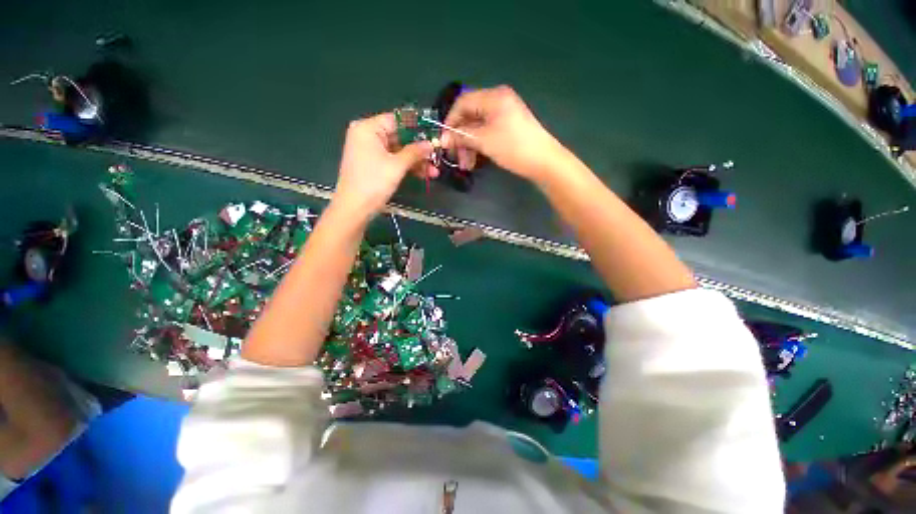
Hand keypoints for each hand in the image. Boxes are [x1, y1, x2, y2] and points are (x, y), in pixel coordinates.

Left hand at [333, 112, 435, 216]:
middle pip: (399, 137)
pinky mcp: (375, 166)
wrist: (355, 208)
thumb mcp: (397, 166)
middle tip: (437, 155)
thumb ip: (415, 152)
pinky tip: (425, 175)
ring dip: (417, 161)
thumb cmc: (373, 182)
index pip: (396, 120)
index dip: (417, 126)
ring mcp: (371, 152)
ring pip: (399, 152)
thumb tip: (431, 143)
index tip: (434, 132)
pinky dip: (408, 168)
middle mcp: (368, 136)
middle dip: (419, 149)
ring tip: (434, 171)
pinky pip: (394, 162)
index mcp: (368, 128)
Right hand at [441, 85, 564, 181]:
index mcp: (493, 96)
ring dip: (469, 146)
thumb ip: (461, 136)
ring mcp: (504, 114)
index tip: (444, 141)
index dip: (450, 121)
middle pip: (470, 116)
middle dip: (461, 139)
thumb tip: (442, 138)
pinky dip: (480, 146)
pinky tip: (476, 161)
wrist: (544, 161)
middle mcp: (498, 101)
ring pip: (478, 128)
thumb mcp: (484, 141)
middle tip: (456, 158)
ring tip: (467, 165)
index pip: (462, 102)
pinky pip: (487, 133)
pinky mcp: (509, 128)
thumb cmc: (513, 147)